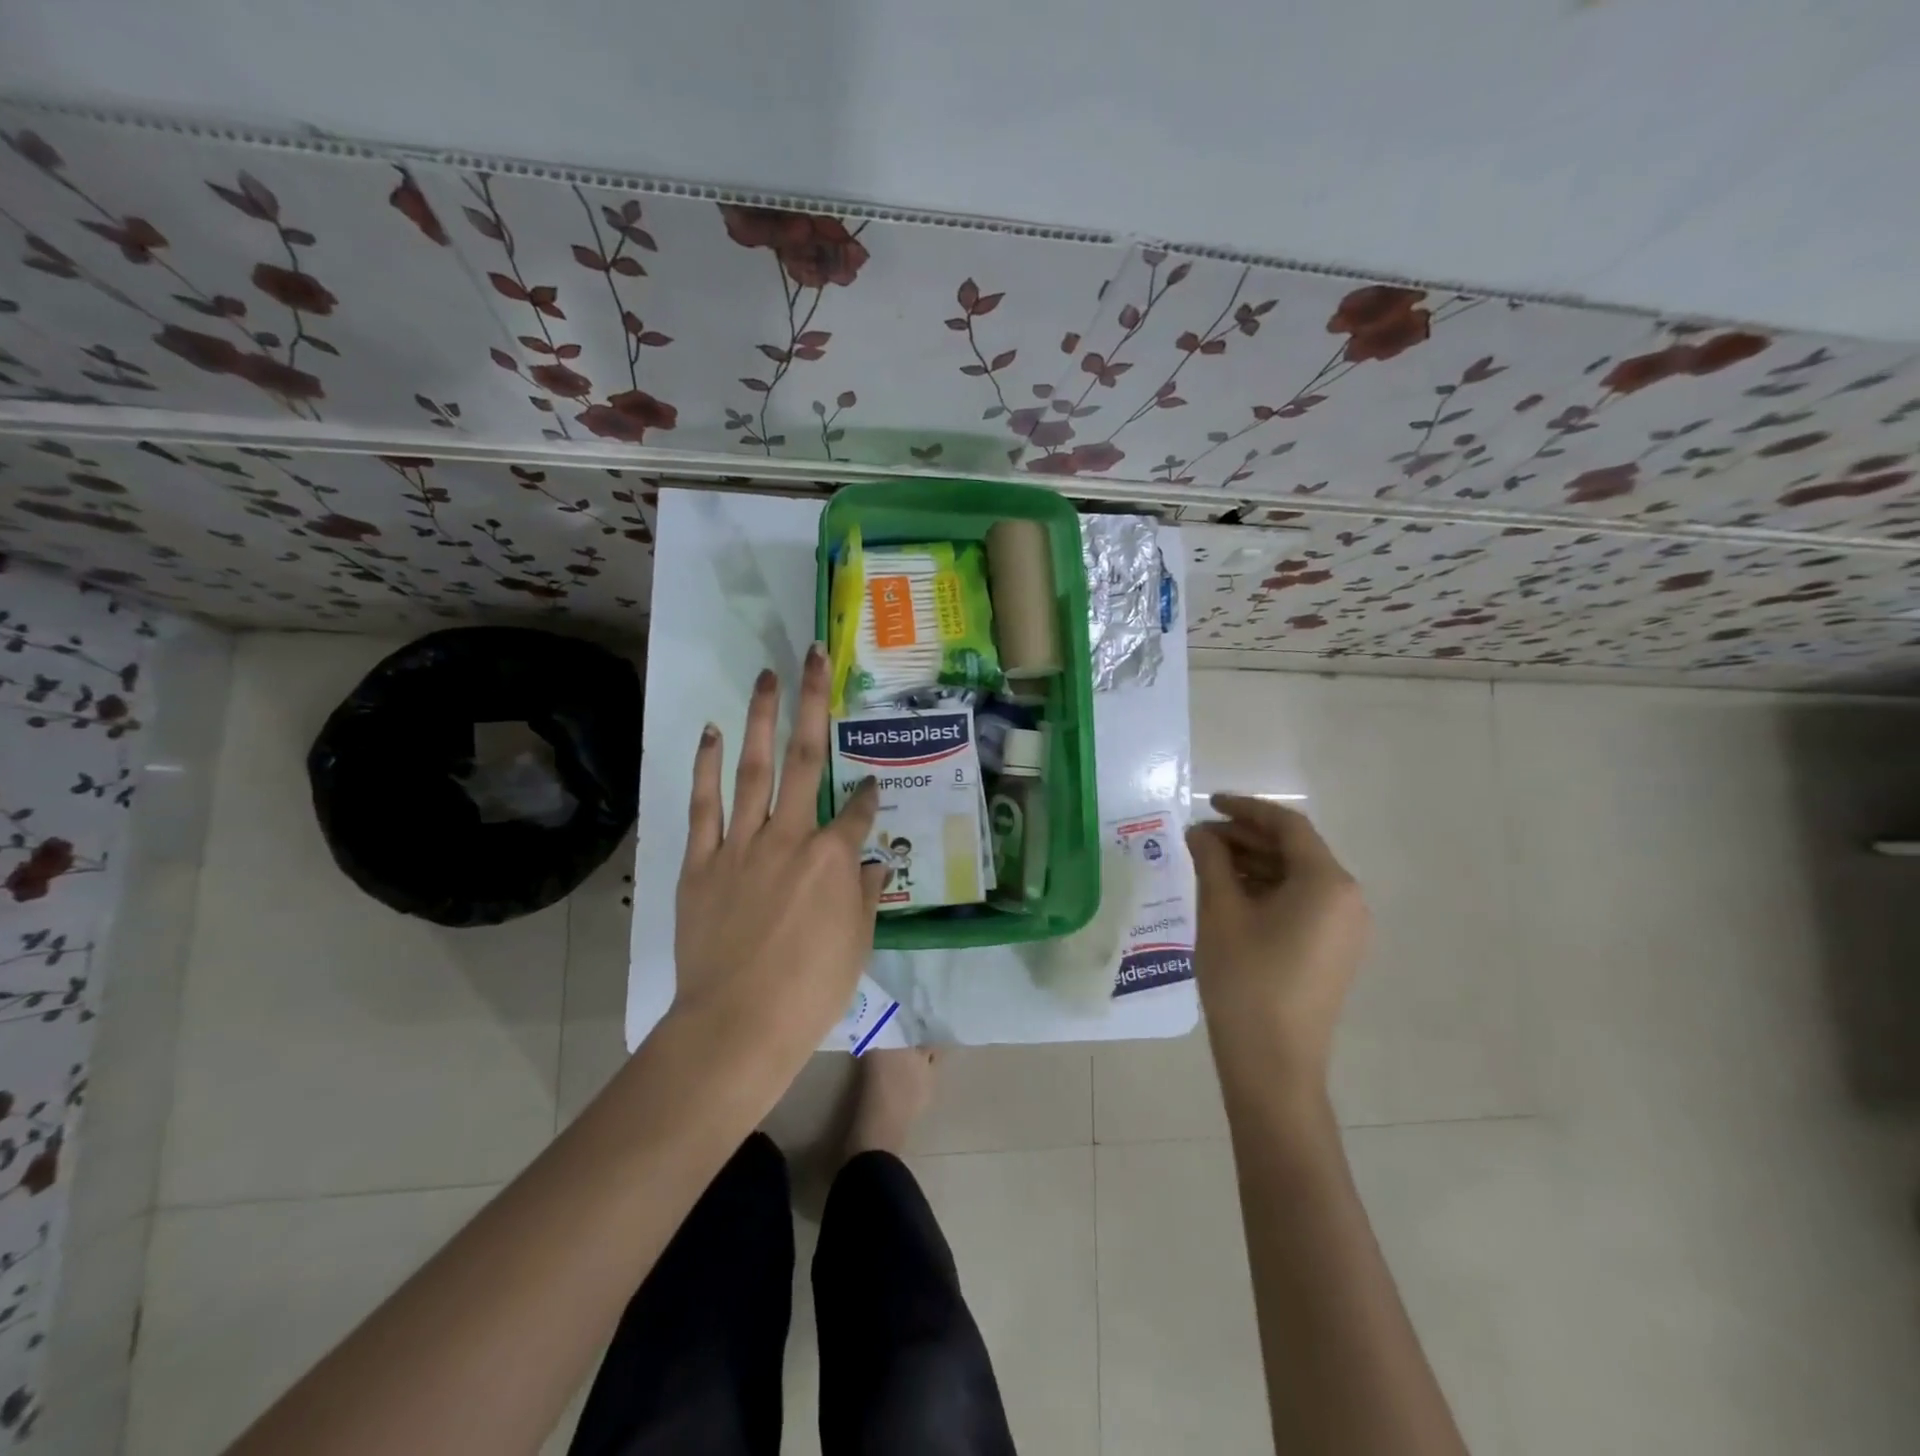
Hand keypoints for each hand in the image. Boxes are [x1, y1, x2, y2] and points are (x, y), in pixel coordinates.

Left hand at [672, 643, 887, 1075]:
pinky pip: (704, 805)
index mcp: (834, 858)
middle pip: (806, 758)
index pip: (859, 811)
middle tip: (811, 656)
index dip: (870, 795)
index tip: (875, 784)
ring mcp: (742, 844)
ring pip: (754, 768)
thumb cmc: (810, 991)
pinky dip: (706, 767)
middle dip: (812, 703)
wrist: (737, 1025)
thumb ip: (866, 896)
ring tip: (766, 676)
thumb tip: (872, 865)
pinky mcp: (702, 861)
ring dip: (762, 719)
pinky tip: (710, 732)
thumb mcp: (857, 945)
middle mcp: (790, 836)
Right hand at [1186, 795, 1368, 1094]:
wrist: (1273, 1062)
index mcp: (1327, 882)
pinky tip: (1230, 893)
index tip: (1208, 803)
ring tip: (1207, 862)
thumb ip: (1210, 860)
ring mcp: (1344, 927)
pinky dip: (1267, 889)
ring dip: (1253, 863)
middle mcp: (1347, 899)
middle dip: (1245, 837)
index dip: (1245, 808)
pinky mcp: (1334, 950)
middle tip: (1199, 836)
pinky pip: (1301, 902)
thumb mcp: (1220, 911)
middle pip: (1294, 850)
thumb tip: (1200, 831)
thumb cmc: (1245, 979)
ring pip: (1296, 877)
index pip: (1287, 826)